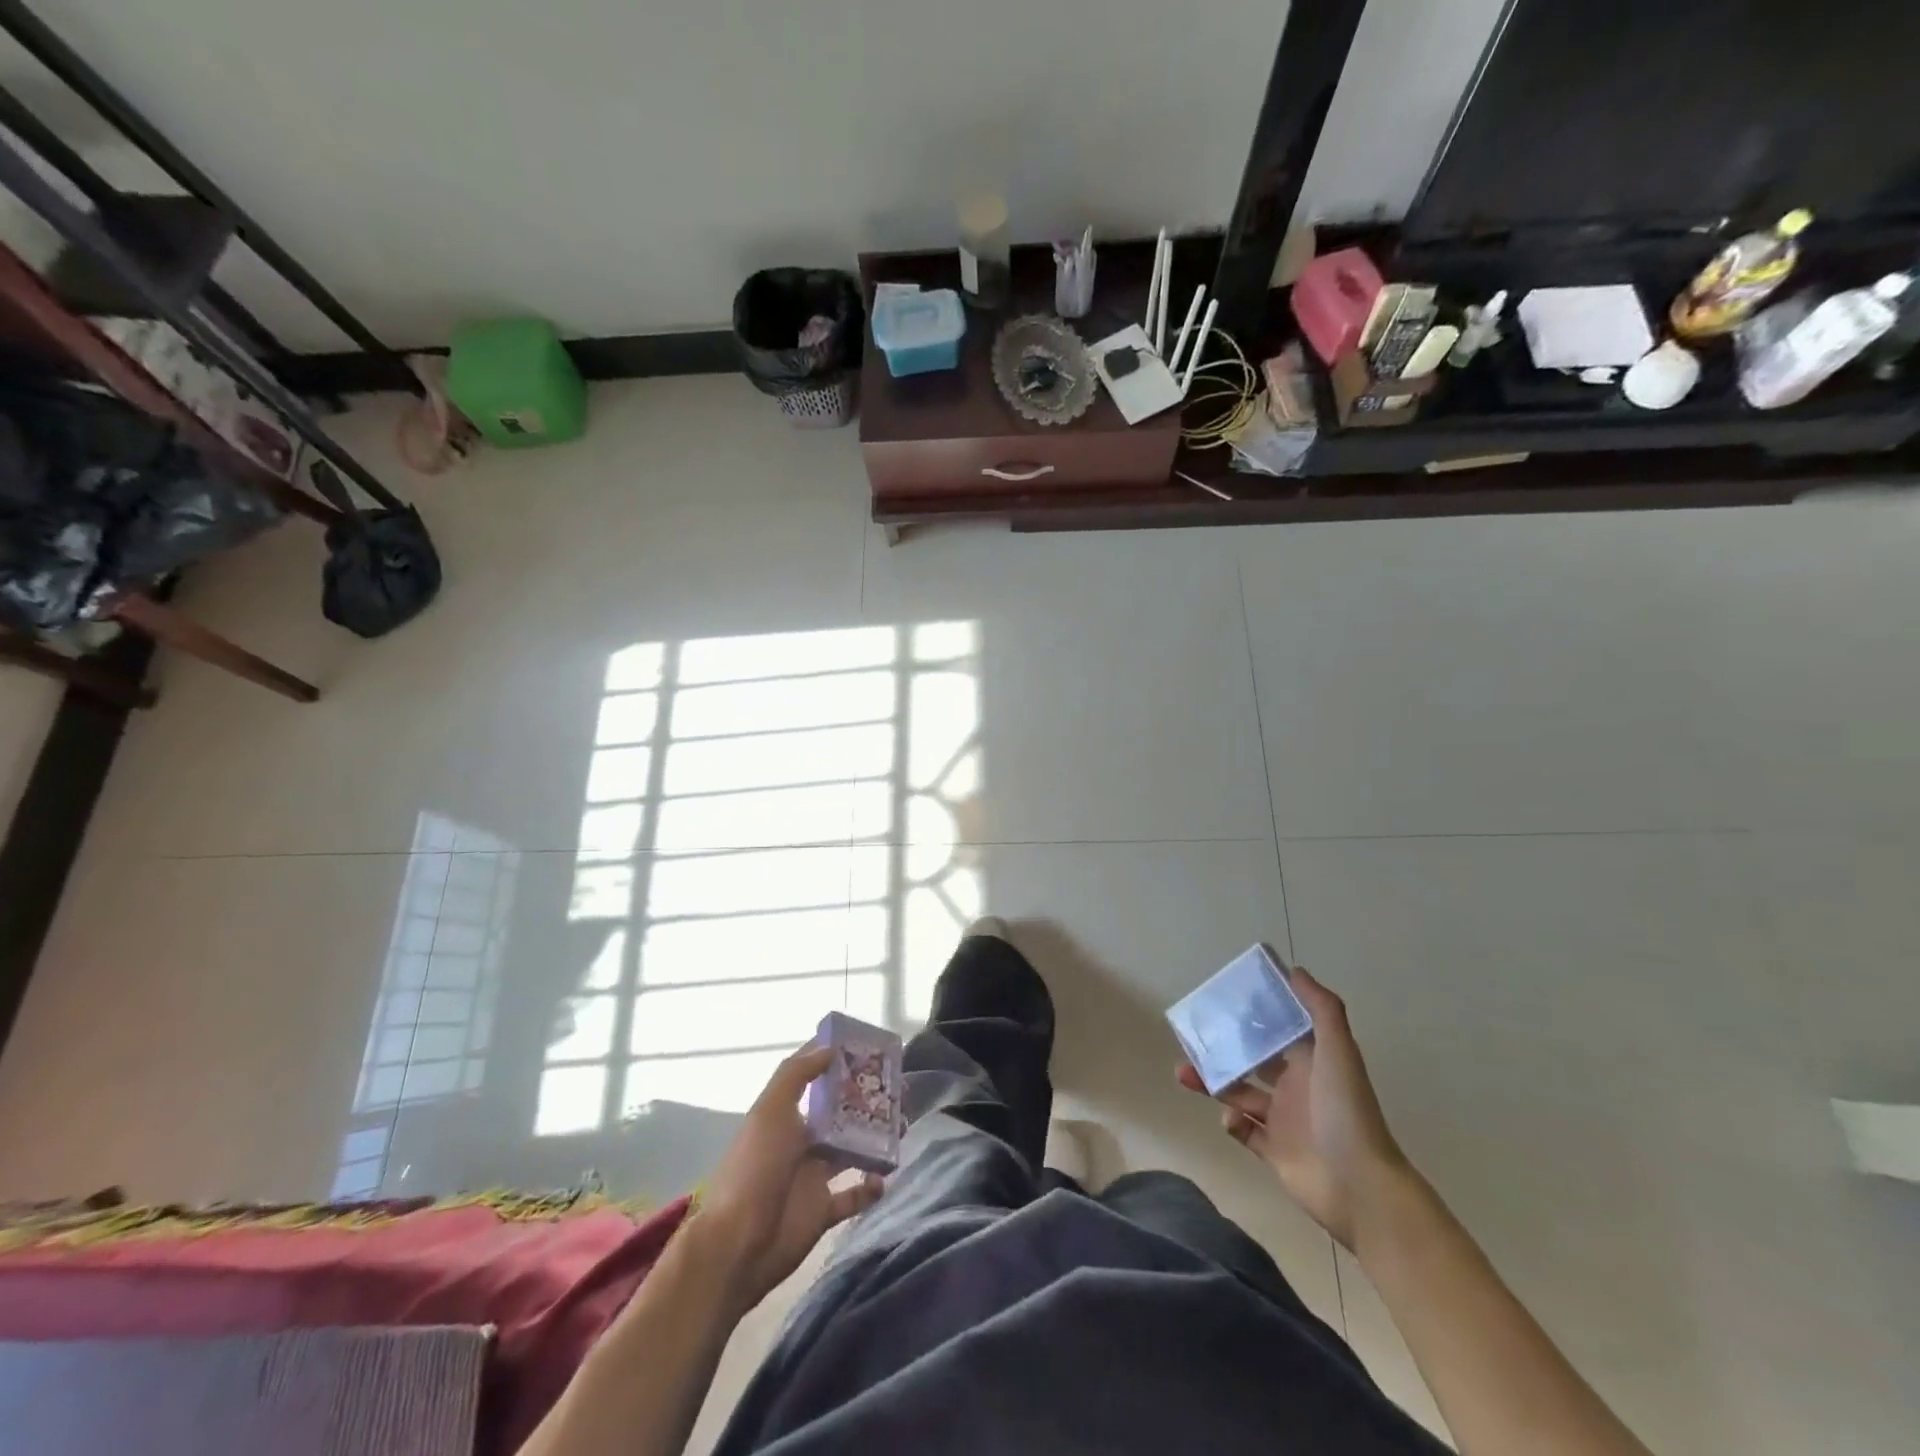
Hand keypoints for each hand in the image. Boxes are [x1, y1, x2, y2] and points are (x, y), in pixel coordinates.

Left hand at [696, 1045, 884, 1313]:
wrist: (738, 1244)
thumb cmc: (756, 1167)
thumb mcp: (771, 1110)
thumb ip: (798, 1074)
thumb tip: (829, 1047)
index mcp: (786, 1116)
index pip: (816, 1080)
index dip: (839, 1064)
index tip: (871, 1051)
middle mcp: (801, 1142)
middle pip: (840, 1114)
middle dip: (868, 1101)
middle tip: (900, 1089)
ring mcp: (813, 1177)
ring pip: (852, 1150)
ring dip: (876, 1139)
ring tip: (903, 1125)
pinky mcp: (823, 1211)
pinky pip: (853, 1195)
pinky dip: (870, 1188)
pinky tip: (885, 1178)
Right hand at [1177, 966, 1408, 1250]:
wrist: (1360, 1188)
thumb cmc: (1346, 1112)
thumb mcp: (1338, 1052)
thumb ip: (1321, 1010)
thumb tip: (1295, 970)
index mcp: (1312, 1062)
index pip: (1279, 1030)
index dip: (1255, 1014)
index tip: (1224, 999)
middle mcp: (1297, 1087)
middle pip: (1253, 1061)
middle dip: (1223, 1049)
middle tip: (1192, 1039)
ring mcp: (1285, 1121)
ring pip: (1240, 1093)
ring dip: (1212, 1082)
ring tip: (1183, 1073)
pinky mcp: (1275, 1152)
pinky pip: (1245, 1132)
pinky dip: (1232, 1123)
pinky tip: (1229, 1119)